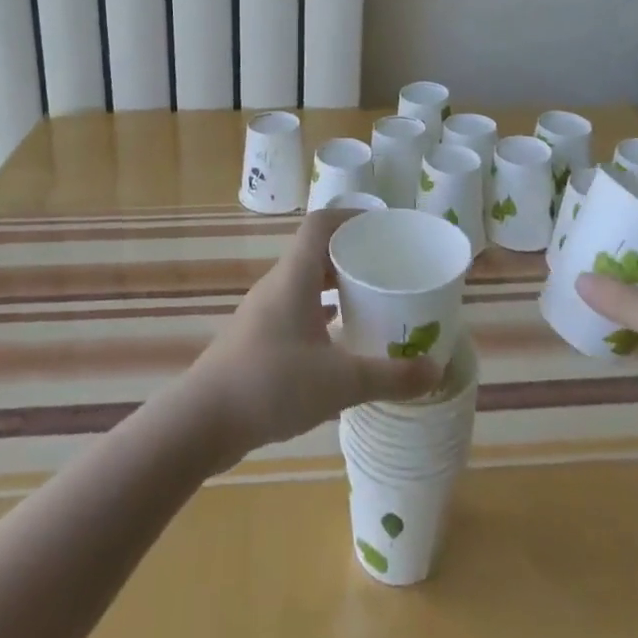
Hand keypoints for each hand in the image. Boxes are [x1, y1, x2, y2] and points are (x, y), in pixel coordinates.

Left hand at [184, 208, 439, 467]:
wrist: (202, 422)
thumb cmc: (271, 384)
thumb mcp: (339, 382)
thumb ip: (389, 376)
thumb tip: (434, 370)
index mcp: (294, 276)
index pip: (321, 224)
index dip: (351, 216)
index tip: (383, 227)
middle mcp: (278, 285)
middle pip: (316, 251)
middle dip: (352, 254)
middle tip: (388, 268)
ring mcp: (264, 312)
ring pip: (305, 283)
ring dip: (336, 286)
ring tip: (372, 302)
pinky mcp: (258, 339)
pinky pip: (296, 310)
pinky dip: (322, 314)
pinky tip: (342, 342)